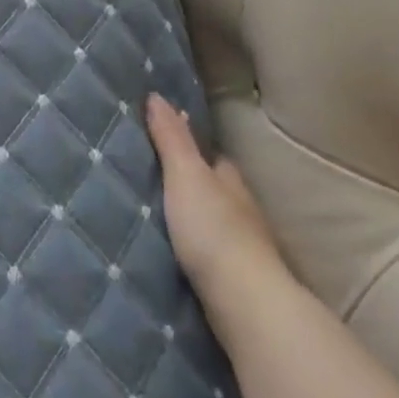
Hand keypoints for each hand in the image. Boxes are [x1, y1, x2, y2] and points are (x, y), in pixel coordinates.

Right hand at [144, 94, 292, 324]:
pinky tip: (175, 252)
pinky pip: (210, 252)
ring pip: (215, 222)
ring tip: (158, 214)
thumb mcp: (185, 174)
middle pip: (215, 189)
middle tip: (154, 177)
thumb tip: (158, 95)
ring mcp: (243, 248)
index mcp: (230, 180)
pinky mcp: (234, 279)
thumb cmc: (213, 229)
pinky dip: (195, 248)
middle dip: (193, 183)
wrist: (244, 302)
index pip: (213, 156)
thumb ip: (172, 138)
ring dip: (193, 217)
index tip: (166, 138)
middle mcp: (241, 210)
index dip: (192, 146)